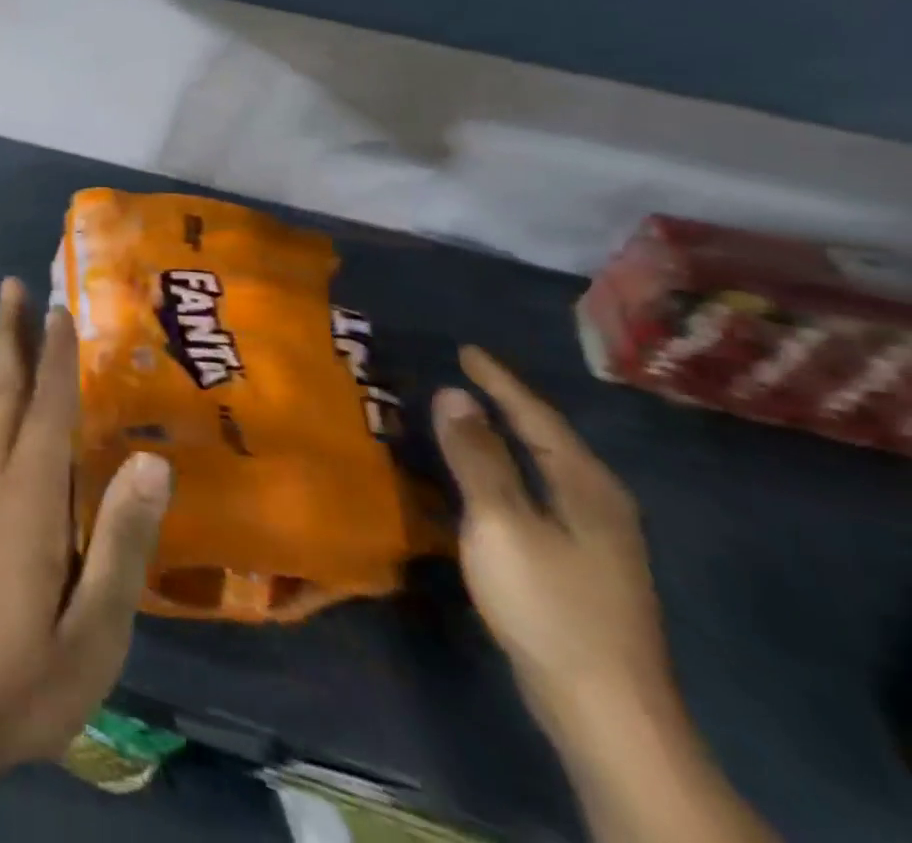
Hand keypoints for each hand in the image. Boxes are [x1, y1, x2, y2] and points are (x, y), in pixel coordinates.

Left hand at [0, 277, 172, 776]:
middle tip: (10, 283)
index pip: (48, 406)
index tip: (59, 308)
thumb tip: (152, 458)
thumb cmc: (28, 674)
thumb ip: (123, 539)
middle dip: (8, 332)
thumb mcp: (96, 627)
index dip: (57, 356)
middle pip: (2, 386)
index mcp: (29, 495)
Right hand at [433, 346, 672, 742]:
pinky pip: (538, 495)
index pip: (536, 416)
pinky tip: (488, 482)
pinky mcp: (581, 567)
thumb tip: (454, 394)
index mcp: (586, 486)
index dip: (499, 381)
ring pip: (543, 469)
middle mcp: (599, 504)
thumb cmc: (548, 602)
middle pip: (547, 439)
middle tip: (466, 378)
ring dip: (506, 440)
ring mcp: (596, 540)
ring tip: (470, 418)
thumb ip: (476, 457)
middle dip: (506, 406)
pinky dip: (509, 472)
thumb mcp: (501, 521)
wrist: (605, 708)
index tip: (466, 350)